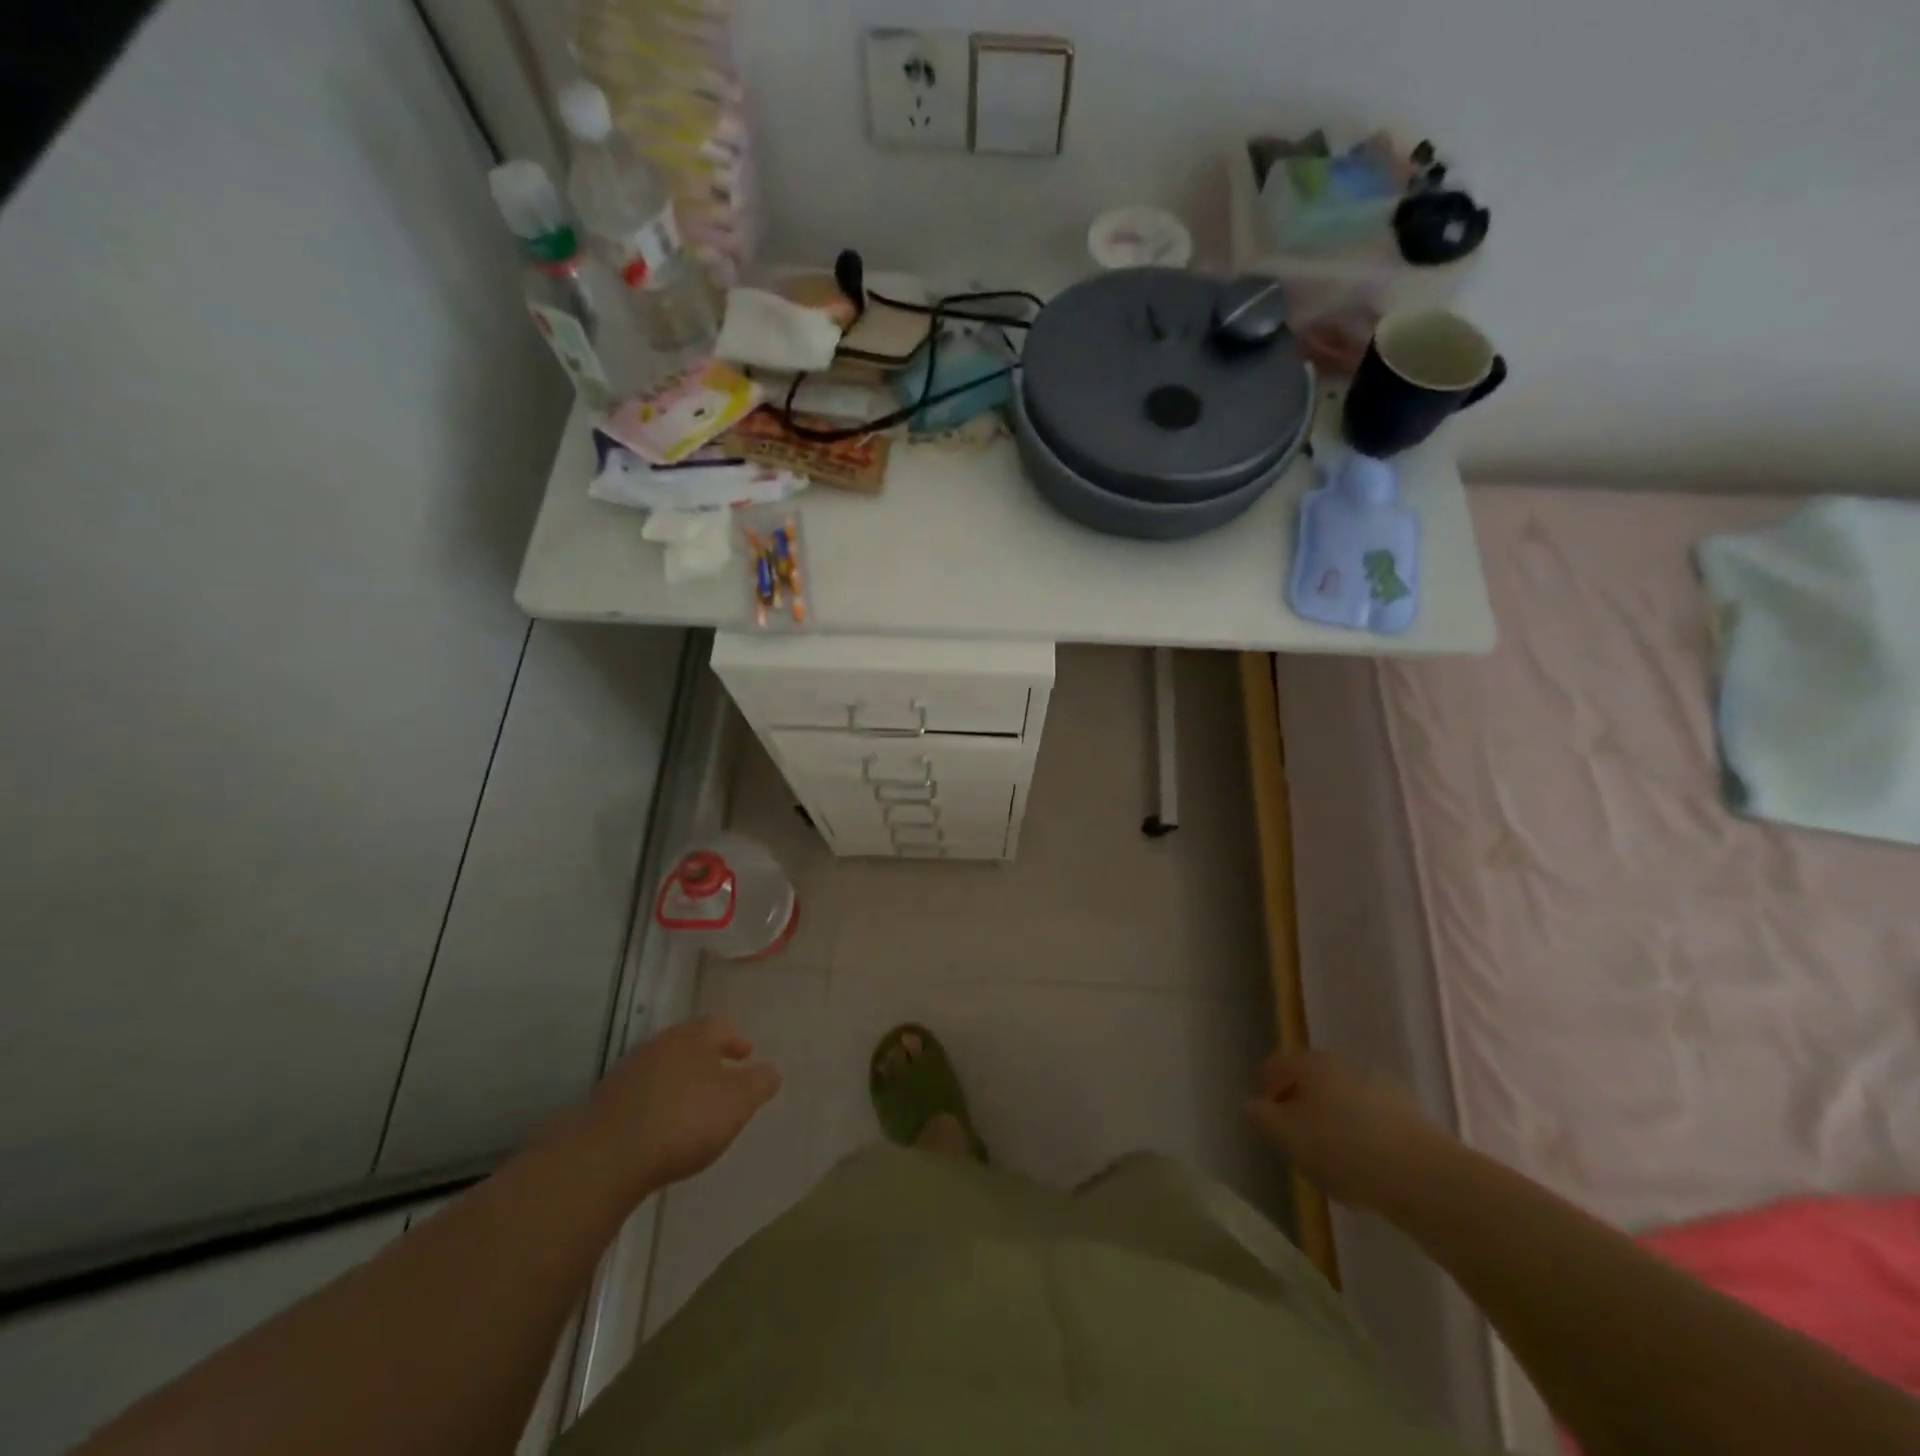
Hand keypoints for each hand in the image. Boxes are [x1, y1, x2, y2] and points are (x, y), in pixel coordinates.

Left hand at [586, 1017, 782, 1193]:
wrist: (608, 1155)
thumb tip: (772, 1071)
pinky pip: (642, 1094)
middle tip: (723, 1078)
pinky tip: (662, 1126)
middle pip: (689, 1044)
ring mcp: (629, 1072)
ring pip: (664, 1067)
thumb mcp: (737, 1102)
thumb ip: (759, 1083)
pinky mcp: (606, 1102)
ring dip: (680, 1080)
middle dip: (707, 1059)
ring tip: (693, 1105)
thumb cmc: (685, 1119)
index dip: (736, 1040)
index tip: (747, 1055)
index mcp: (693, 1037)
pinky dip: (657, 1102)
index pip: (720, 1026)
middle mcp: (660, 1044)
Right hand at [1245, 1049, 1446, 1212]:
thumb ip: (1261, 1118)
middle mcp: (1346, 1066)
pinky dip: (1362, 1140)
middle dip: (1300, 1106)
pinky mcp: (1412, 1120)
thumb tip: (1252, 1105)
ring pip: (1344, 1103)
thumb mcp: (1285, 1137)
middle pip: (1312, 1082)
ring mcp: (1382, 1090)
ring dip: (1333, 1123)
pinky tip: (1364, 1171)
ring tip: (1330, 1162)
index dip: (1265, 1088)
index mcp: (1312, 1063)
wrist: (1424, 1178)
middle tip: (1294, 1139)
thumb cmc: (1341, 1149)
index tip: (1263, 1117)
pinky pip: (1373, 1125)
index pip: (1277, 1065)